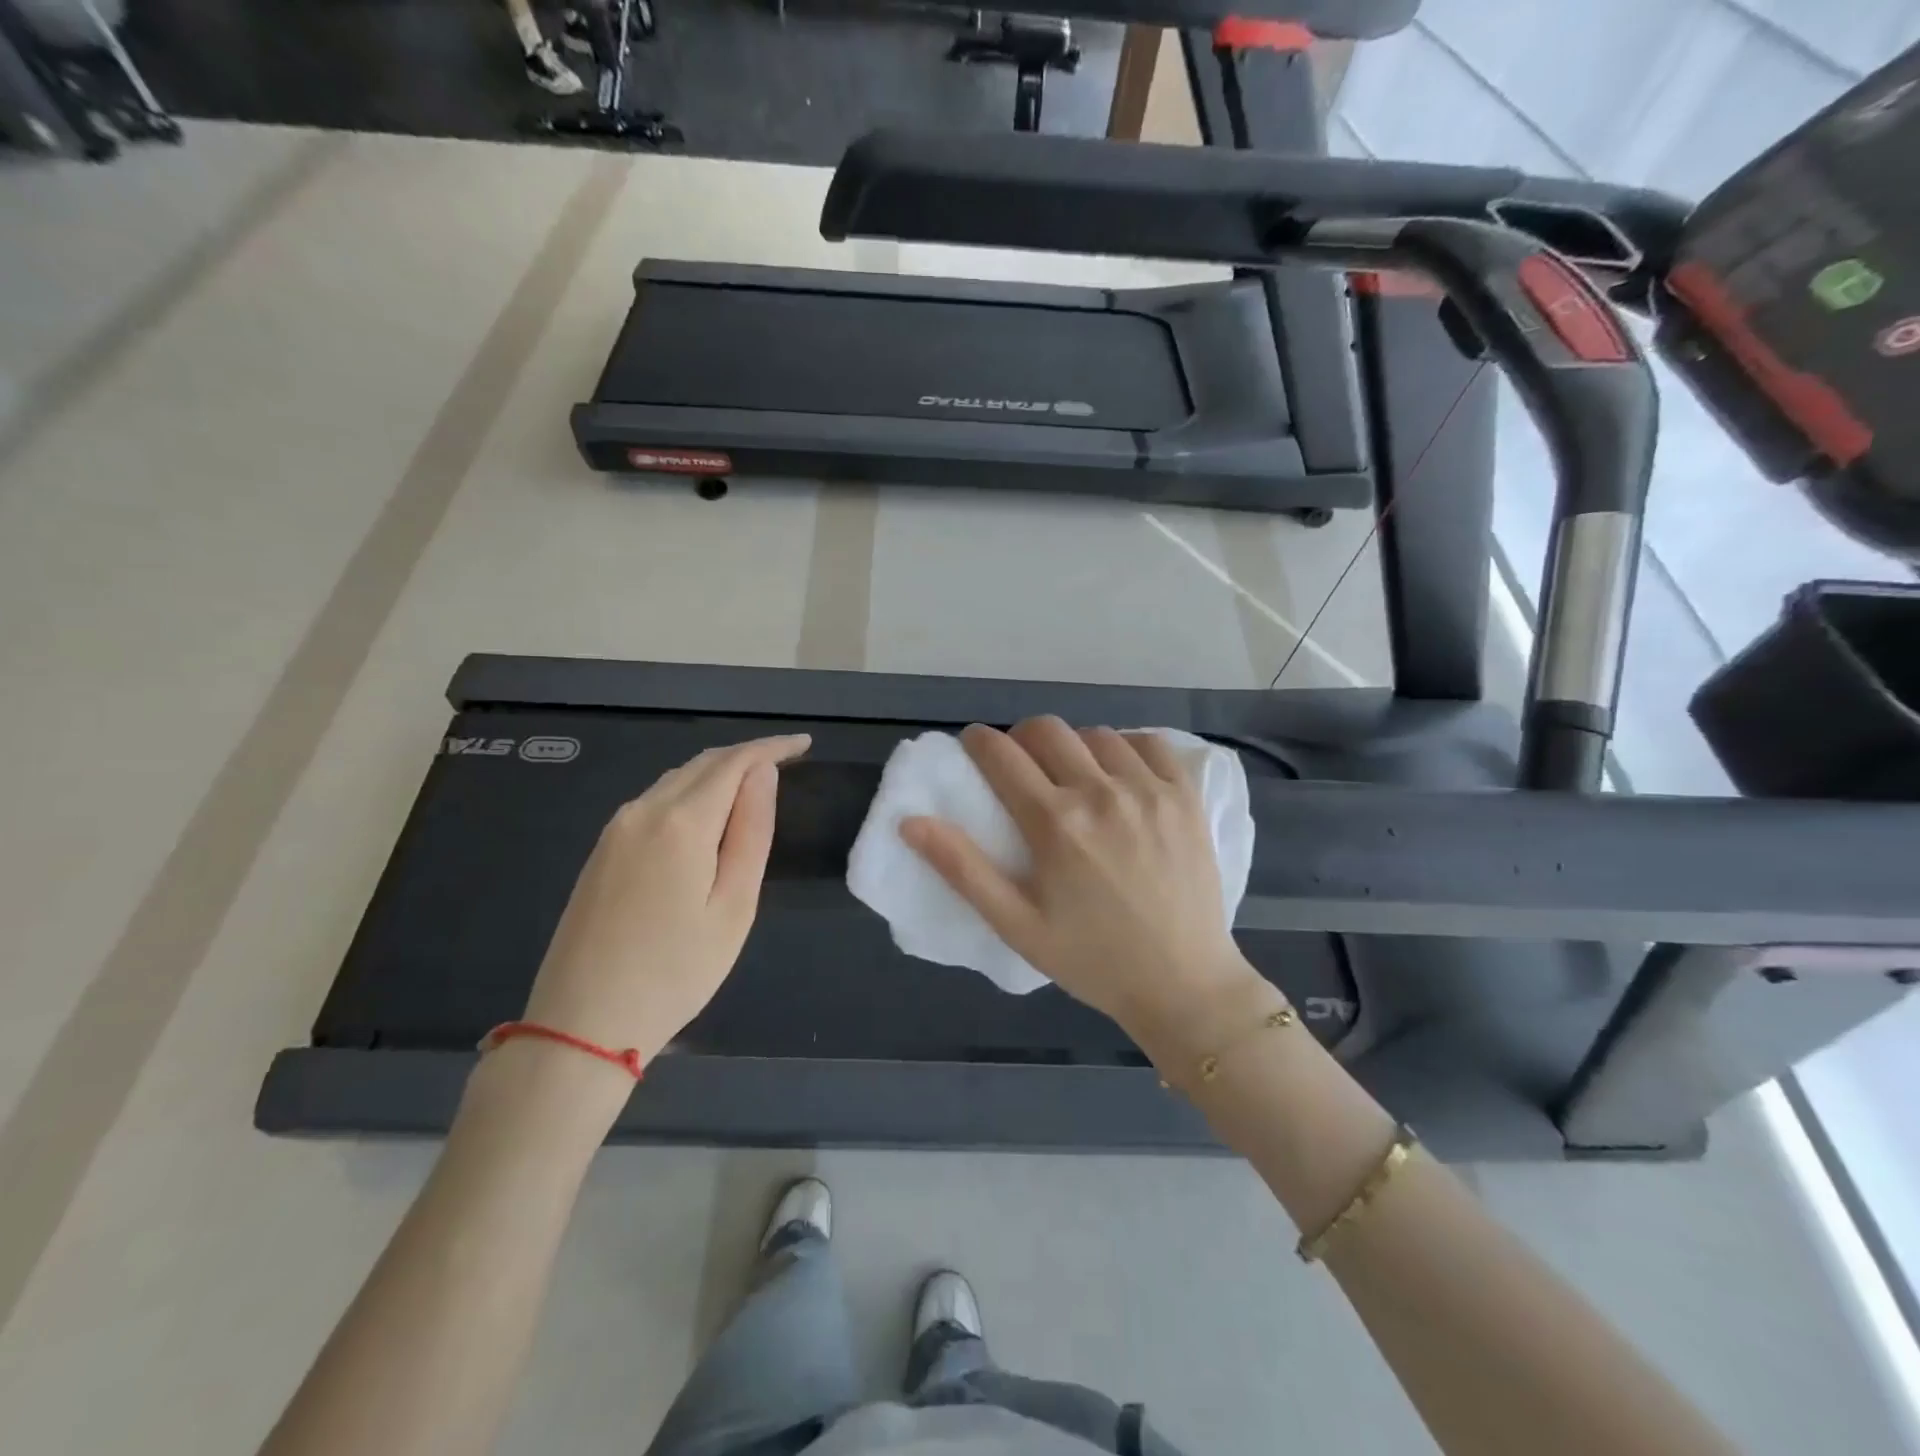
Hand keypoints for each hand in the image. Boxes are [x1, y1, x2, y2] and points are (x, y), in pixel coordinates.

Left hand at [520, 735, 809, 1065]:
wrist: (582, 1024)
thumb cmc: (676, 972)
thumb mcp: (734, 906)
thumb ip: (752, 832)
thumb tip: (762, 775)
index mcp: (681, 822)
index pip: (734, 762)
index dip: (772, 747)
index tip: (804, 744)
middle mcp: (643, 811)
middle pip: (702, 764)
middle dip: (746, 756)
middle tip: (787, 762)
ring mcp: (615, 830)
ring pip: (676, 780)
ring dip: (718, 773)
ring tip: (754, 787)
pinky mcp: (601, 851)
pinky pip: (654, 801)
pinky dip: (690, 793)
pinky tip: (707, 815)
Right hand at [900, 718, 1264, 1048]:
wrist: (1183, 983)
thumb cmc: (1091, 959)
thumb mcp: (1016, 924)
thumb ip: (962, 869)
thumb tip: (910, 822)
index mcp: (1055, 823)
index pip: (1001, 754)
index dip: (979, 741)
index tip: (974, 747)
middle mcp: (1101, 793)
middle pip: (1047, 730)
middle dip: (1022, 738)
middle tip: (1021, 767)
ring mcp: (1150, 790)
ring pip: (1096, 734)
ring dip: (1073, 746)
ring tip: (1073, 776)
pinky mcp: (1185, 796)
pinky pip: (1150, 743)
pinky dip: (1127, 747)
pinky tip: (1121, 774)